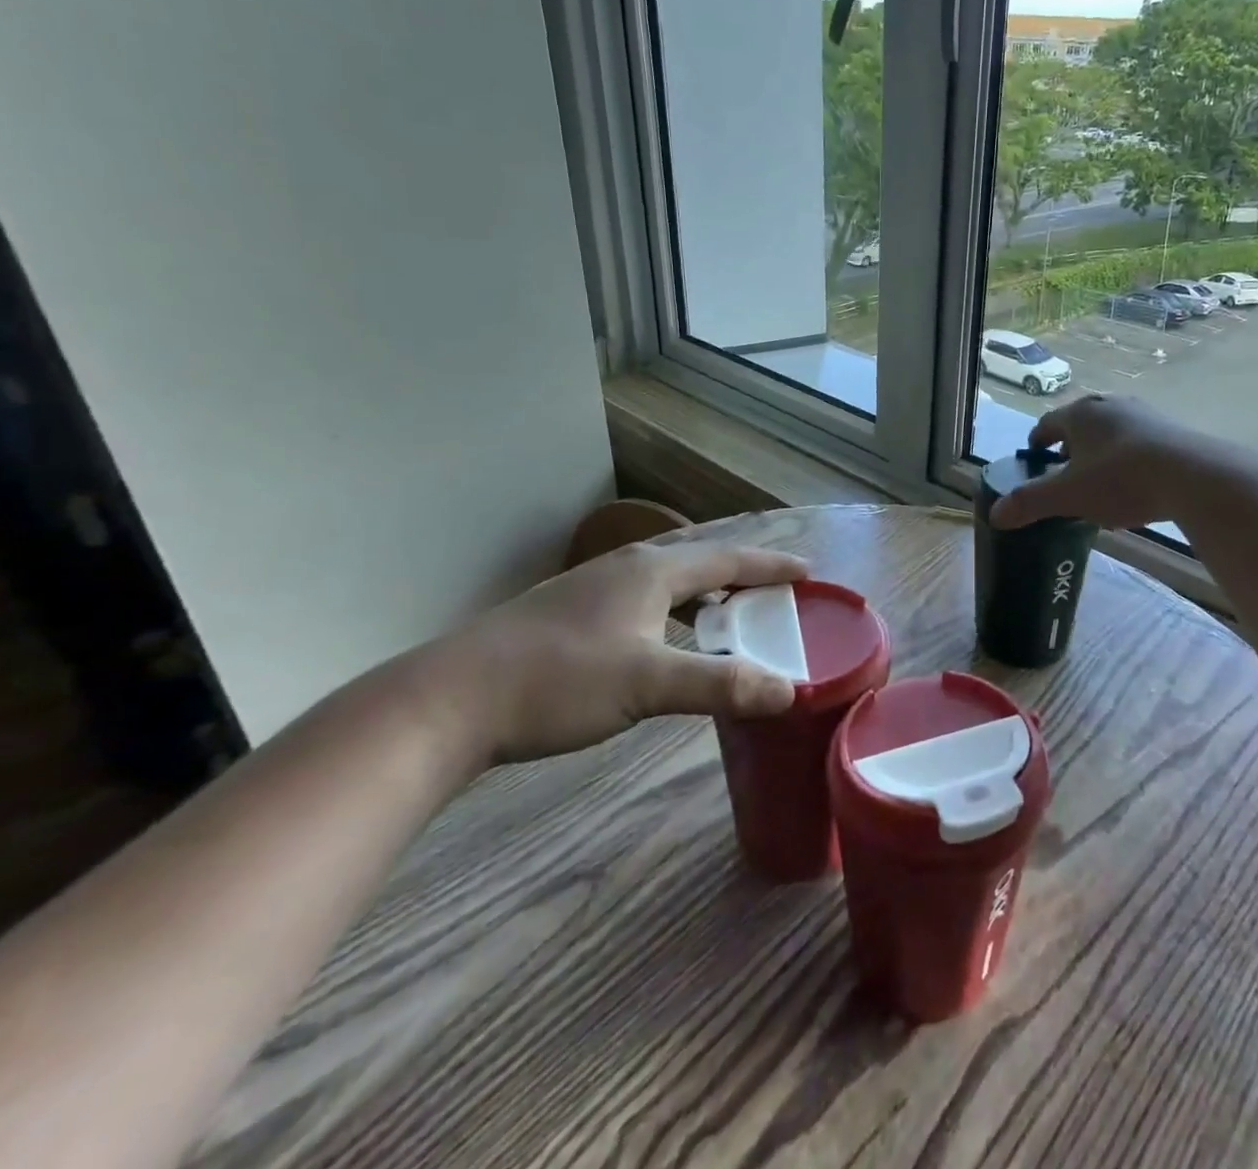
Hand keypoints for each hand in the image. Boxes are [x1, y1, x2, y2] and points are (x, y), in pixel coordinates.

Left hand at [449, 541, 809, 763]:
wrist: (449, 700)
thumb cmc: (558, 681)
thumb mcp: (648, 683)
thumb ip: (721, 685)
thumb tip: (789, 692)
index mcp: (651, 571)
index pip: (727, 558)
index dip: (770, 565)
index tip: (808, 571)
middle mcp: (625, 567)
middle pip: (698, 561)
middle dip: (741, 574)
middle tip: (776, 593)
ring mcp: (591, 587)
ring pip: (665, 580)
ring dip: (704, 593)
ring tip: (728, 615)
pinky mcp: (568, 613)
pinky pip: (641, 599)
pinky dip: (672, 611)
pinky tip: (663, 639)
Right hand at [991, 395, 1212, 531]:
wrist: (1192, 477)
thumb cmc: (1120, 480)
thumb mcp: (1068, 496)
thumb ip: (1030, 503)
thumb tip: (995, 514)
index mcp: (1080, 414)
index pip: (1047, 424)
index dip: (1037, 442)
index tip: (1033, 459)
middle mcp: (1110, 405)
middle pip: (1080, 425)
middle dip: (1069, 448)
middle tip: (1064, 475)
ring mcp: (1144, 414)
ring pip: (1110, 431)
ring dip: (1100, 452)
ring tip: (1098, 481)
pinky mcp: (1171, 429)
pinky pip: (1138, 441)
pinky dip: (1128, 458)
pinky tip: (1134, 484)